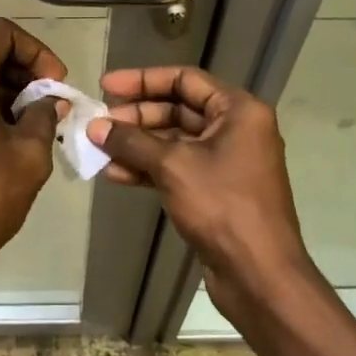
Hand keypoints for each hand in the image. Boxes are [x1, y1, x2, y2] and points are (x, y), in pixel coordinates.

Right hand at [88, 66, 315, 327]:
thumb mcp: (173, 166)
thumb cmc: (222, 206)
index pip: (184, 79)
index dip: (143, 80)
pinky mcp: (216, 190)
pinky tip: (116, 174)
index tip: (107, 86)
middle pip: (178, 109)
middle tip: (100, 124)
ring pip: (175, 141)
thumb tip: (95, 127)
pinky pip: (178, 167)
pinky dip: (149, 168)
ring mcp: (227, 161)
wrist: (260, 276)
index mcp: (238, 110)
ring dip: (137, 144)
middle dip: (137, 116)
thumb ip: (132, 141)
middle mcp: (236, 128)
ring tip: (99, 149)